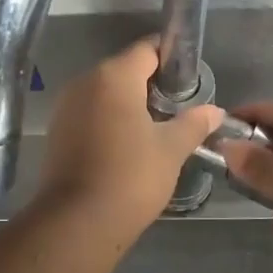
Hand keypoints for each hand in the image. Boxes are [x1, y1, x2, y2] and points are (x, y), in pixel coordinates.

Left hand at [36, 39, 223, 232]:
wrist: (77, 223)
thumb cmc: (131, 177)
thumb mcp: (171, 149)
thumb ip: (194, 123)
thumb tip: (215, 111)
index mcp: (113, 76)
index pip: (147, 49)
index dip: (171, 57)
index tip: (190, 77)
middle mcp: (84, 82)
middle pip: (125, 69)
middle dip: (152, 83)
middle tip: (179, 107)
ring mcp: (65, 107)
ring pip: (105, 93)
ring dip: (130, 103)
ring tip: (157, 128)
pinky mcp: (57, 131)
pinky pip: (90, 113)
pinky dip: (110, 120)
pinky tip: (128, 145)